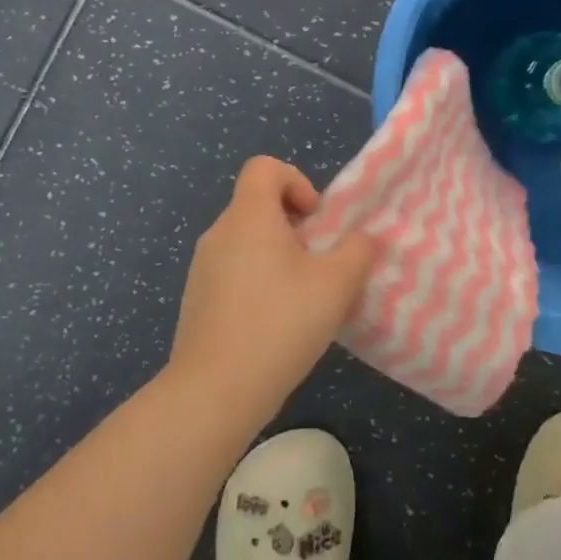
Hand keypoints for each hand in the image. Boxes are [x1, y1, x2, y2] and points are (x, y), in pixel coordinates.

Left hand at [168, 156, 378, 424]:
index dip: (296, 181)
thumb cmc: (279, 324)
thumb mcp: (337, 285)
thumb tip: (363, 239)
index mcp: (249, 217)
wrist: (214, 392)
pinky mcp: (197, 300)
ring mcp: (203, 268)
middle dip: (295, 226)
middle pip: (258, 205)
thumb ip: (358, 251)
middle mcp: (220, 233)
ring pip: (248, 242)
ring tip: (303, 299)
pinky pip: (234, 272)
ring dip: (279, 257)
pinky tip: (276, 325)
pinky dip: (259, 282)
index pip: (264, 167)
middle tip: (319, 264)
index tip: (315, 220)